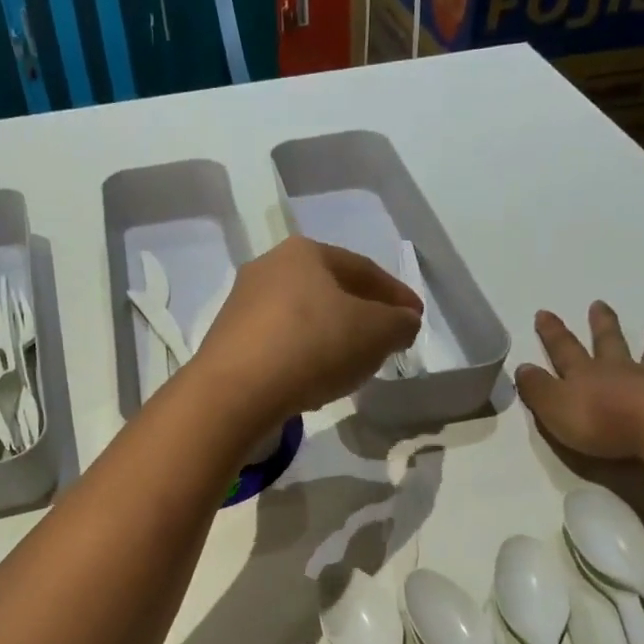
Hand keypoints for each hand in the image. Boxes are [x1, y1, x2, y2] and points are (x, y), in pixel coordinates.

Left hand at [190, 238, 421, 428]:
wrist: (235, 392)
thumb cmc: (313, 346)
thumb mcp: (375, 333)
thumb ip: (399, 323)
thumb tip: (404, 322)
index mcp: (305, 252)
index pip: (364, 269)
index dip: (396, 295)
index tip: (415, 319)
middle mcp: (268, 268)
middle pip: (330, 290)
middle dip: (362, 314)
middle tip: (385, 340)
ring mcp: (242, 305)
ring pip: (303, 318)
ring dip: (332, 336)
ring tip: (353, 363)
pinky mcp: (228, 342)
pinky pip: (280, 344)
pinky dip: (304, 356)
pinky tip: (314, 379)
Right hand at [515, 302, 643, 460]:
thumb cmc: (599, 421)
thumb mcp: (553, 408)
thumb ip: (538, 389)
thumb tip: (522, 368)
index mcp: (586, 375)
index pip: (564, 350)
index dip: (552, 333)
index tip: (544, 313)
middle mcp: (620, 371)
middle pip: (609, 343)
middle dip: (602, 325)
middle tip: (599, 305)